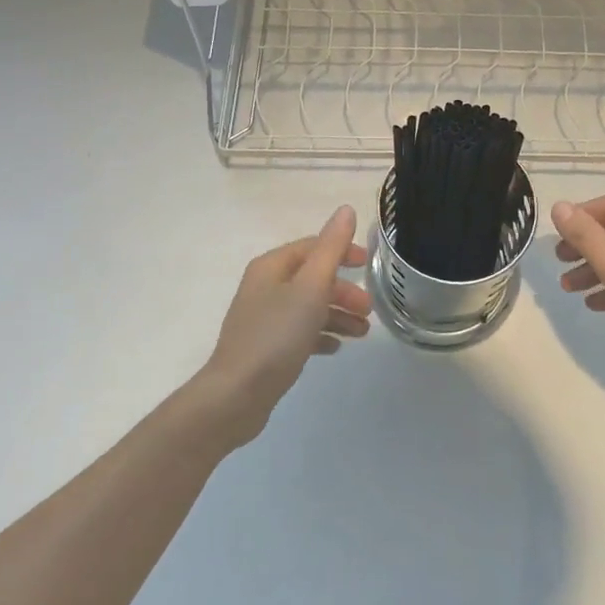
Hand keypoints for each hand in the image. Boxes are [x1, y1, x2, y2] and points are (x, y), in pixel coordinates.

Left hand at [193, 206, 372, 446]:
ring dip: (337, 314)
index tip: (368, 265)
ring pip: (308, 306)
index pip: (312, 247)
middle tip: (369, 309)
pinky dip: (319, 335)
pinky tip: (335, 348)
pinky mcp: (265, 347)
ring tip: (362, 333)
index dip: (342, 251)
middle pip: (312, 278)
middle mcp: (264, 287)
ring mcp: (262, 318)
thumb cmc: (277, 335)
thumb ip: (331, 248)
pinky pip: (298, 332)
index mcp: (272, 267)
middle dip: (343, 290)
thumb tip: (346, 210)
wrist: (236, 395)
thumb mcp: (311, 287)